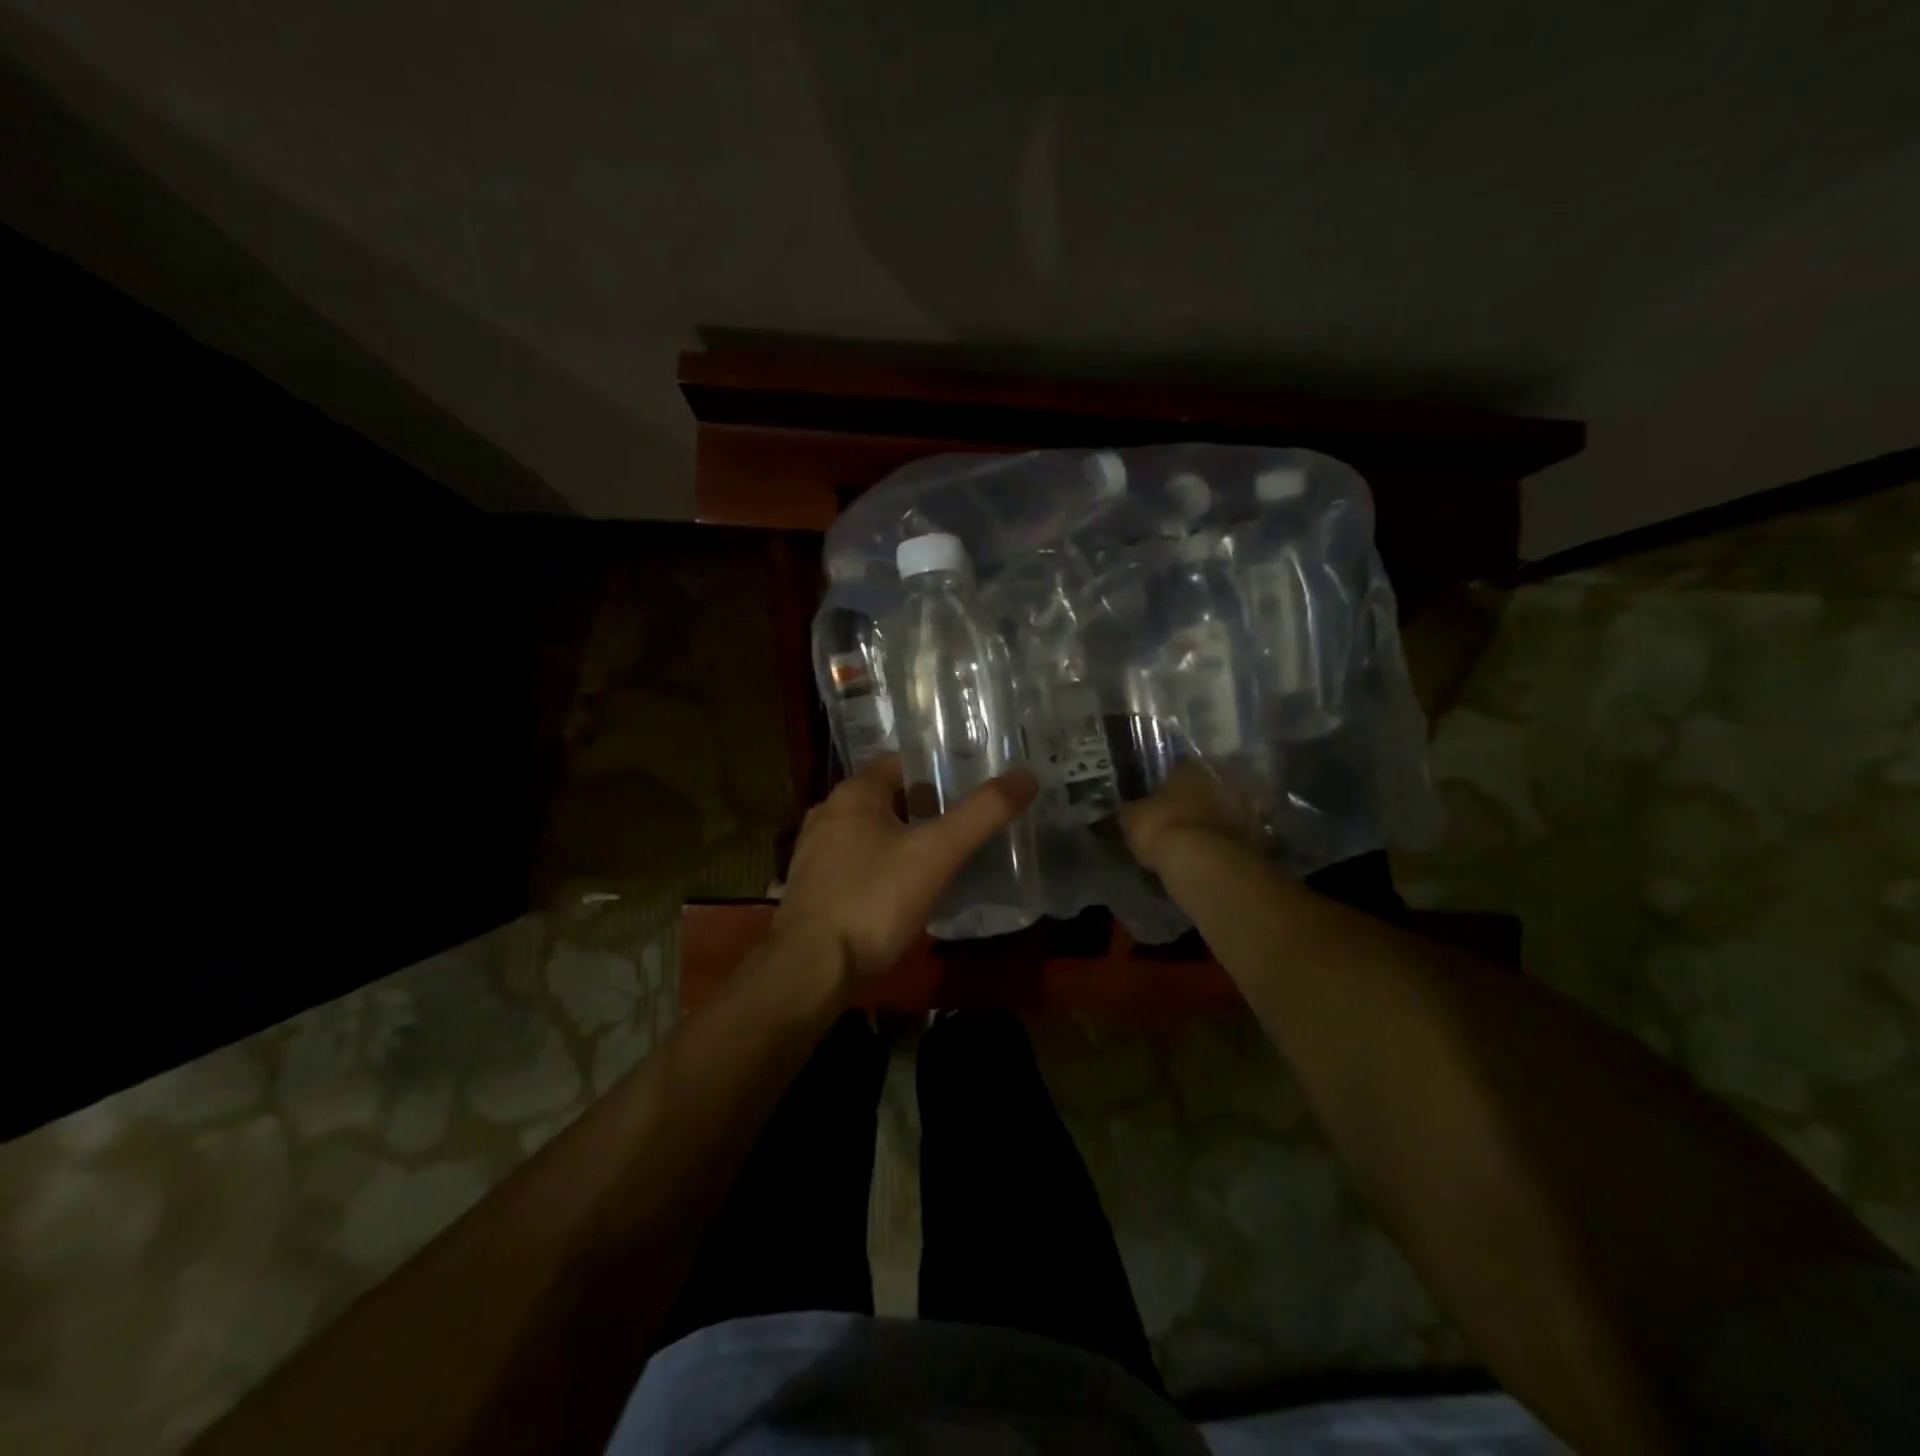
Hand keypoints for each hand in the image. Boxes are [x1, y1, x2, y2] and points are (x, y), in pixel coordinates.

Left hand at [773, 754, 1038, 981]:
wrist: (811, 969)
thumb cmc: (874, 900)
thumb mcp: (937, 854)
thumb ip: (982, 814)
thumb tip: (1026, 776)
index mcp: (855, 793)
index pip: (902, 763)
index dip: (938, 772)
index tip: (971, 789)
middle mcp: (828, 813)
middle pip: (888, 798)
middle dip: (924, 809)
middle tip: (964, 827)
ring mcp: (814, 853)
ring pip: (871, 833)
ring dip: (902, 841)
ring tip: (941, 860)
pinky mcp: (812, 888)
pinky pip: (856, 865)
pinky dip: (882, 869)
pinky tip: (904, 893)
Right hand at [1117, 762, 1252, 872]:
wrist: (1204, 863)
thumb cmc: (1162, 828)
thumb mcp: (1131, 819)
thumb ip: (1130, 810)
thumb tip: (1125, 809)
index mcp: (1189, 769)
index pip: (1177, 767)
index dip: (1166, 781)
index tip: (1158, 796)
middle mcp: (1219, 781)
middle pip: (1204, 787)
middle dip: (1193, 800)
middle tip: (1177, 817)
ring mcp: (1241, 809)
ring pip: (1222, 811)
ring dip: (1211, 822)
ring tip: (1194, 840)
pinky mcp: (1254, 837)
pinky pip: (1233, 837)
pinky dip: (1223, 844)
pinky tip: (1210, 856)